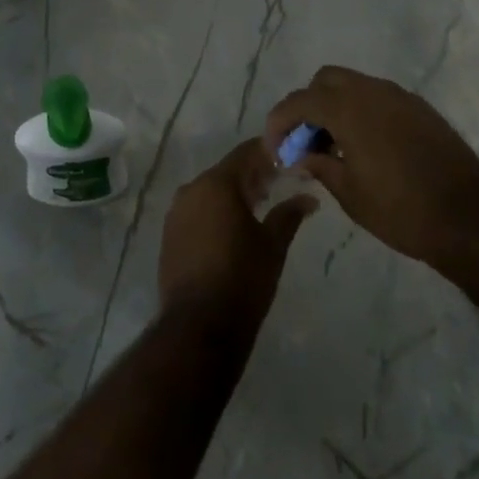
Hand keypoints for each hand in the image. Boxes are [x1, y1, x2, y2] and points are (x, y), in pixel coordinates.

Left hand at [158, 139, 316, 330]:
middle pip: (226, 172)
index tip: (287, 162)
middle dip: (251, 176)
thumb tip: (309, 198)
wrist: (199, 326)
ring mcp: (176, 213)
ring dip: (232, 195)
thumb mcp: (273, 245)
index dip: (267, 154)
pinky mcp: (169, 235)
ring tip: (257, 210)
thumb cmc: (242, 278)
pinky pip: (196, 212)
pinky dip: (214, 213)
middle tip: (276, 187)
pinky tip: (231, 230)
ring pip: (209, 192)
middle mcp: (192, 189)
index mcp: (217, 183)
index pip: (245, 153)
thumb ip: (289, 214)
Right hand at [264, 66, 478, 269]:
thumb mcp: (350, 194)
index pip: (300, 101)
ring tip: (334, 146)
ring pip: (354, 85)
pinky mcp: (420, 108)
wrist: (468, 218)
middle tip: (306, 141)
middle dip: (308, 105)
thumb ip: (320, 165)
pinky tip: (366, 146)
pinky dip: (362, 111)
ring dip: (336, 106)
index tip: (275, 148)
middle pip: (326, 80)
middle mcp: (373, 92)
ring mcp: (400, 97)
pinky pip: (379, 98)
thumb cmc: (401, 210)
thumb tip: (302, 155)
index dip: (279, 122)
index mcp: (349, 109)